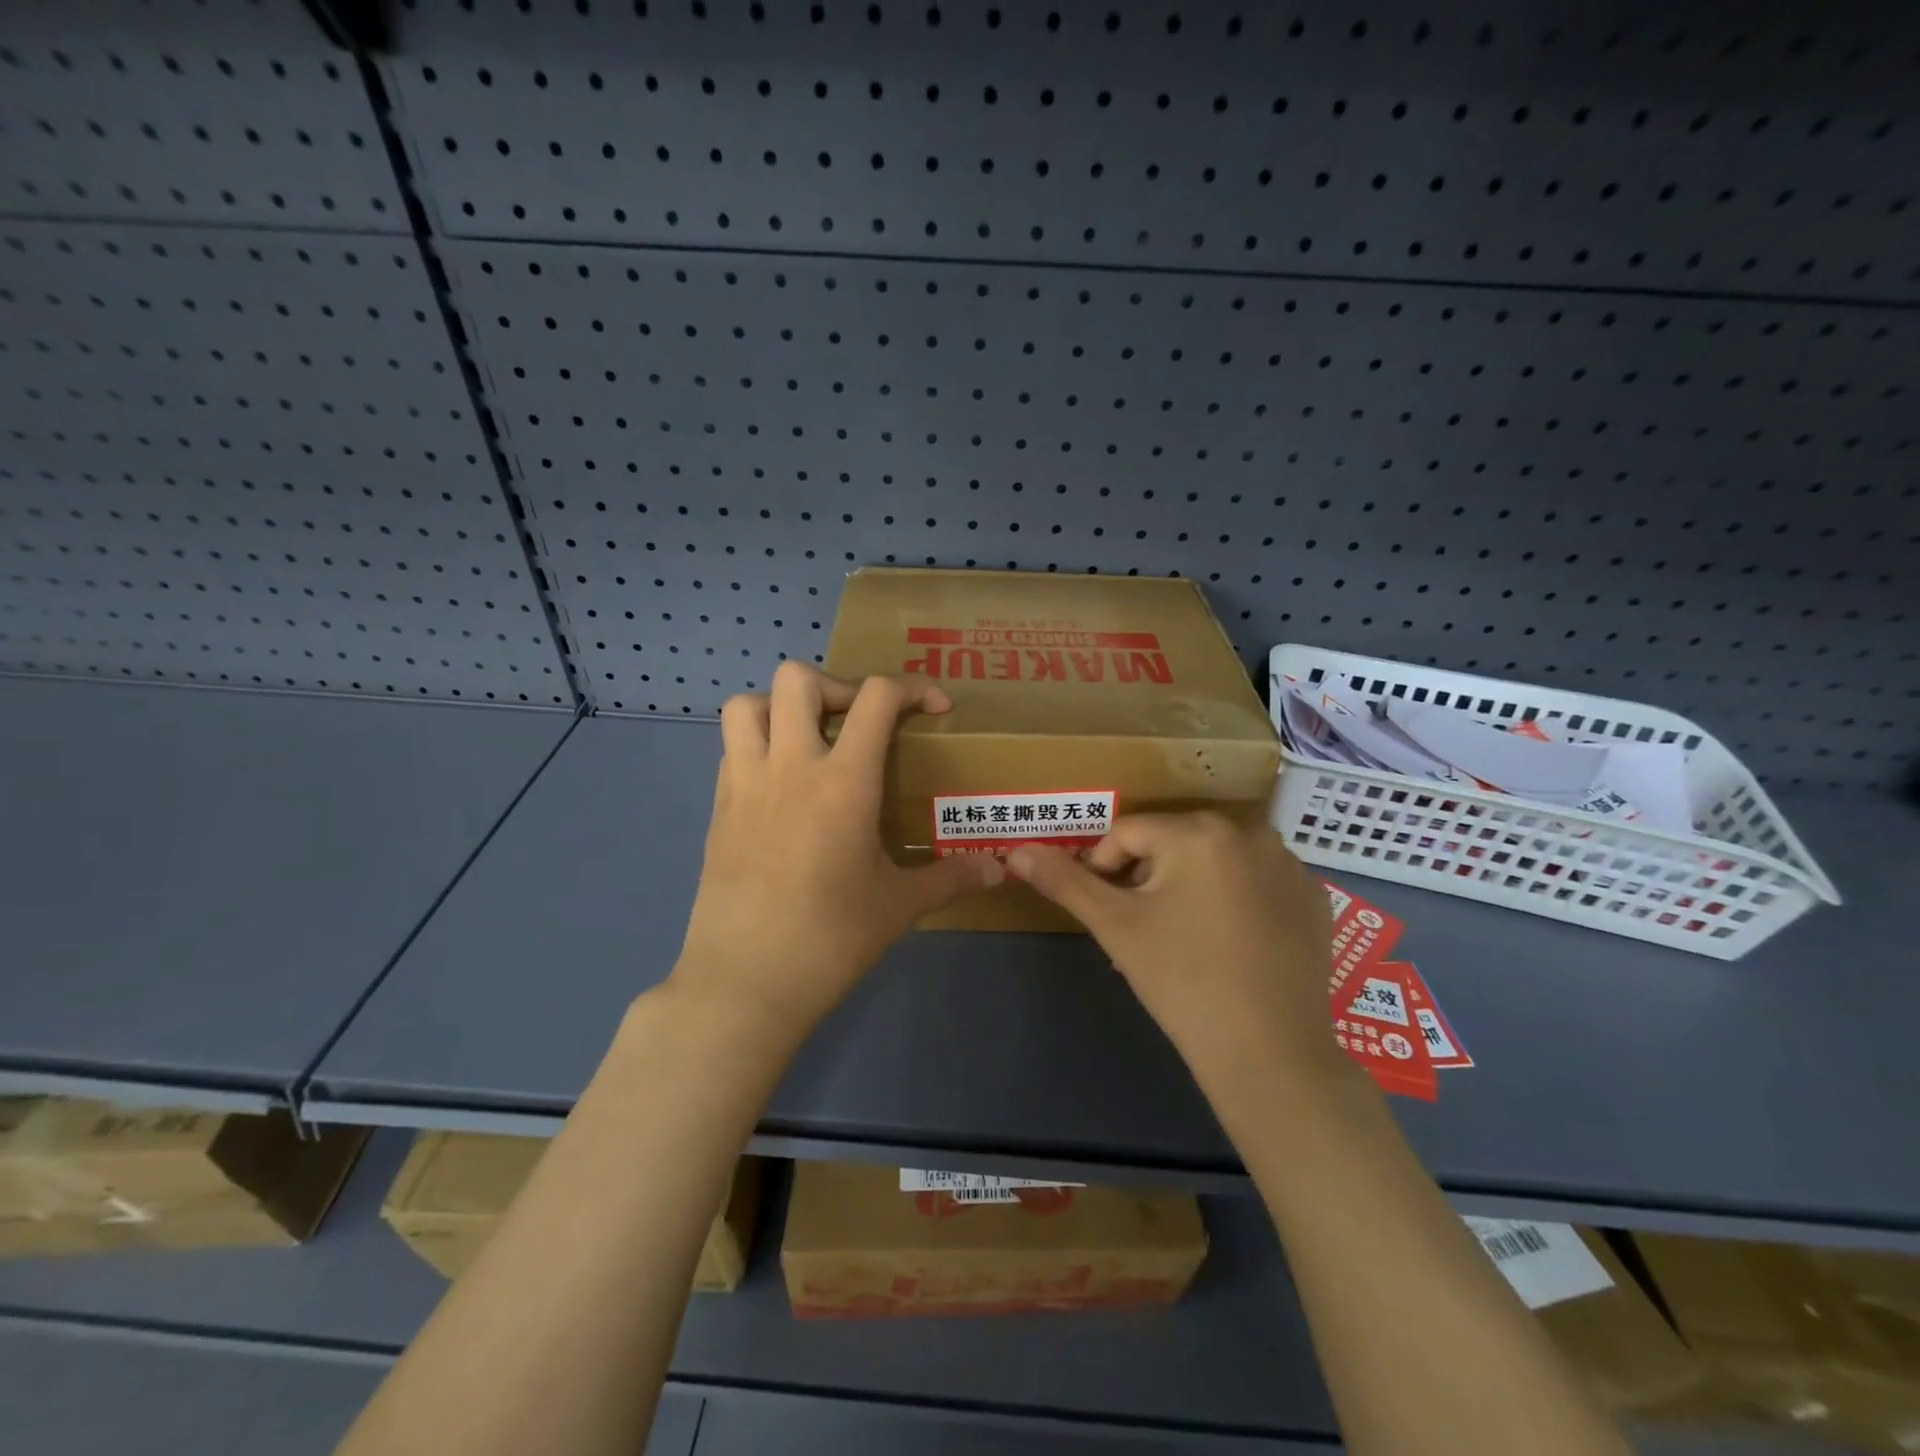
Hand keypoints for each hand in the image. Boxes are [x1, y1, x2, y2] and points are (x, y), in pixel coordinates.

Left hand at [670, 662, 1002, 1037]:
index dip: (912, 687)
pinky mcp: (718, 809)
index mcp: (843, 780)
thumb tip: (998, 870)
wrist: (745, 982)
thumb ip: (951, 878)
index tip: (935, 709)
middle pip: (798, 678)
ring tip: (811, 741)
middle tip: (860, 723)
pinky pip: (731, 749)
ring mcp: (745, 784)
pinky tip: (783, 787)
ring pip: (747, 704)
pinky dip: (758, 746)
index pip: (876, 696)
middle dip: (837, 686)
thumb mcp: (899, 906)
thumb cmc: (831, 939)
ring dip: (781, 707)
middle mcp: (789, 766)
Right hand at [1006, 815, 1340, 1080]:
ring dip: (1187, 888)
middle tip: (1141, 931)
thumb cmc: (1182, 981)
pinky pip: (1253, 883)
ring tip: (1181, 940)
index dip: (1102, 870)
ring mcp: (1289, 865)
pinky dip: (1232, 901)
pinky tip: (1229, 946)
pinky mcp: (1313, 898)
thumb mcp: (1116, 927)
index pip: (1127, 834)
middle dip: (1146, 879)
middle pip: (1172, 844)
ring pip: (1213, 862)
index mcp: (1200, 831)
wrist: (1270, 1055)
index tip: (1106, 915)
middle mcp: (1251, 832)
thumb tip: (1017, 853)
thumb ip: (1065, 882)